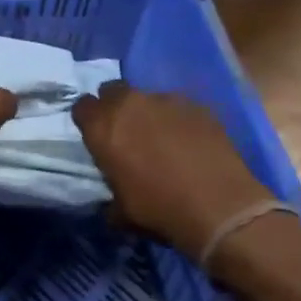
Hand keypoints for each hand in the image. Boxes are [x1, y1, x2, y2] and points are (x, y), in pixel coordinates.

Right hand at [72, 82, 273, 258]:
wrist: (217, 206)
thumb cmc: (157, 209)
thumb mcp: (119, 209)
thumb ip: (110, 187)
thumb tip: (114, 191)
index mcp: (102, 128)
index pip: (82, 106)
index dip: (88, 120)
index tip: (96, 135)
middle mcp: (130, 104)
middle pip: (113, 90)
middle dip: (115, 106)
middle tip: (126, 131)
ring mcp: (167, 100)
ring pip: (148, 97)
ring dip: (148, 113)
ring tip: (162, 138)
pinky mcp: (199, 106)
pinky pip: (179, 107)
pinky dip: (178, 120)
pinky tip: (188, 142)